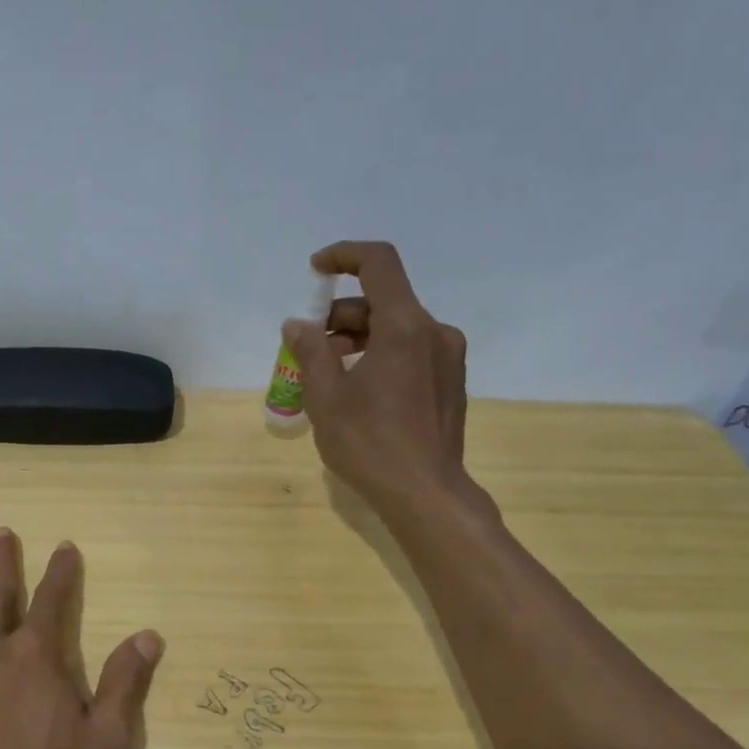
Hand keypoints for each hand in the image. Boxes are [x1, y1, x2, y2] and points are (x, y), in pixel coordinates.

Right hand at [282, 241, 497, 522]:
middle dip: (340, 314)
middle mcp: (434, 332)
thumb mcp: (326, 396)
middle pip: (384, 301)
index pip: (378, 263)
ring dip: (359, 338)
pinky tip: (358, 390)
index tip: (314, 270)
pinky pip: (411, 352)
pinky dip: (380, 356)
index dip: (343, 255)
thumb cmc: (369, 443)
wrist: (425, 493)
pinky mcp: (450, 383)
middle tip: (308, 345)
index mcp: (405, 326)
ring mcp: (448, 358)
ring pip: (397, 328)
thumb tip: (297, 324)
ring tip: (327, 372)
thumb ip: (310, 351)